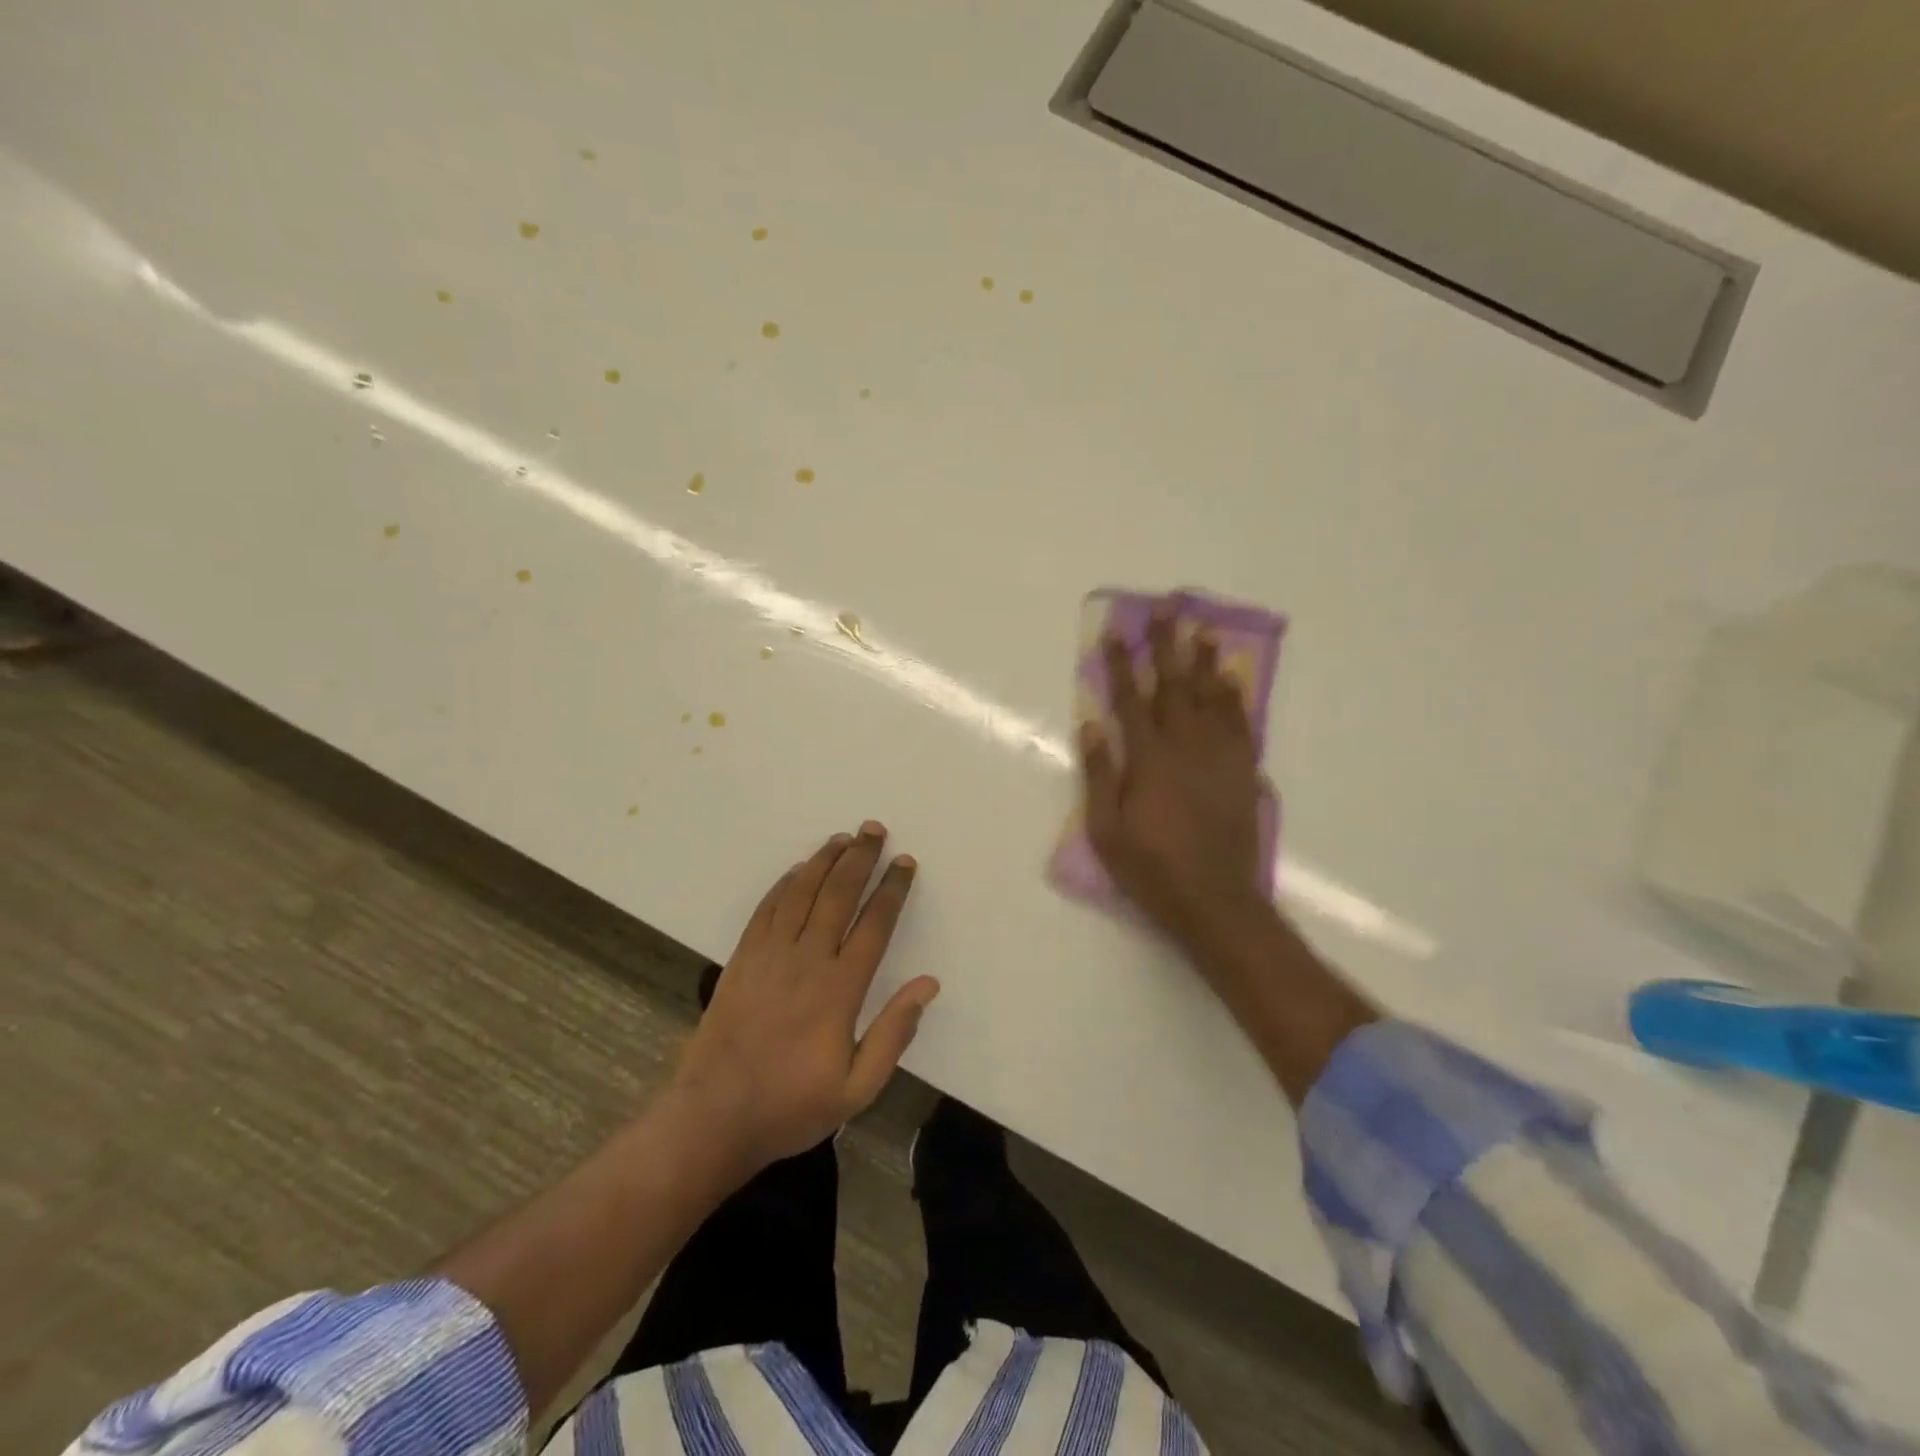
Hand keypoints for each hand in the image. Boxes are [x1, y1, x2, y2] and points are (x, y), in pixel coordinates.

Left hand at [672, 822, 940, 1171]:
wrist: (714, 1117)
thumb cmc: (791, 1106)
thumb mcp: (857, 1089)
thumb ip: (895, 1034)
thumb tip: (929, 984)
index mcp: (840, 989)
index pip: (874, 924)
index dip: (892, 890)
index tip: (905, 863)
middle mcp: (806, 960)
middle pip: (838, 895)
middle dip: (860, 859)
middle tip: (875, 830)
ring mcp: (769, 956)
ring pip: (801, 893)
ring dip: (824, 860)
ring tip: (843, 837)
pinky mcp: (741, 959)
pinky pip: (766, 909)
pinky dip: (785, 883)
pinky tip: (797, 870)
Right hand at [1079, 602, 1266, 949]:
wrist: (1215, 901)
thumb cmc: (1151, 868)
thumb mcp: (1106, 830)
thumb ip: (1099, 775)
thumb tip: (1091, 726)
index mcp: (1148, 760)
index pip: (1130, 701)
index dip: (1122, 665)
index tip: (1116, 633)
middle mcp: (1186, 748)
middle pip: (1175, 687)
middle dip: (1168, 646)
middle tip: (1168, 609)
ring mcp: (1219, 759)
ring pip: (1212, 699)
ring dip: (1206, 662)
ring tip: (1204, 631)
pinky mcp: (1242, 774)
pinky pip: (1241, 725)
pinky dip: (1236, 699)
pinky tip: (1233, 681)